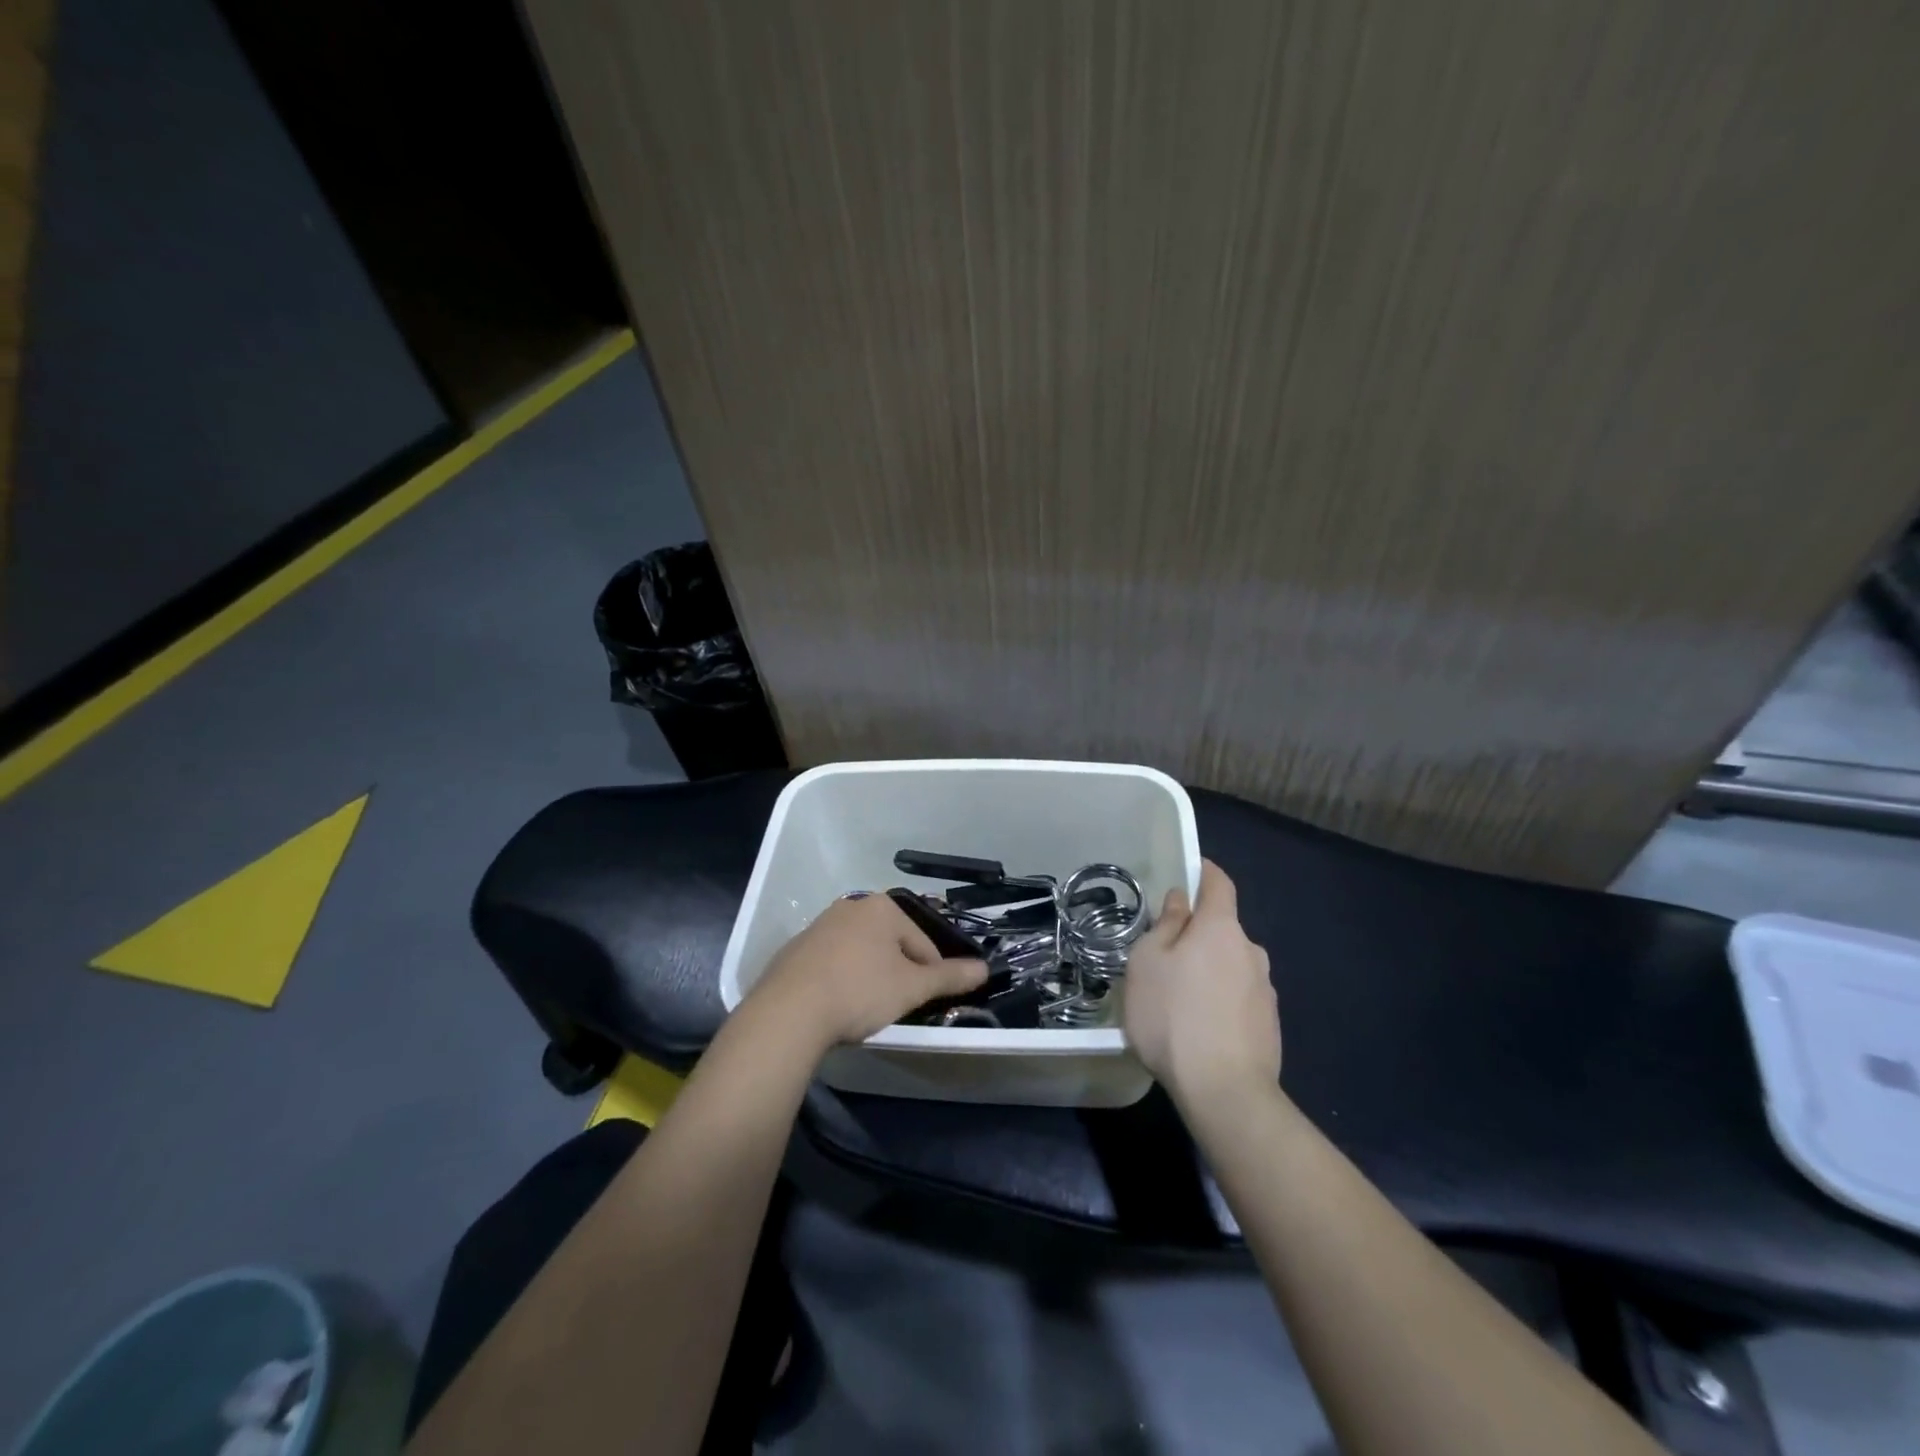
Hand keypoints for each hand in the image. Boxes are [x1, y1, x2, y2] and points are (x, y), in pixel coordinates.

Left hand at [745, 893, 987, 1055]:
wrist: (789, 1012)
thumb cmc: (860, 991)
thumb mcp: (912, 988)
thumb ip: (950, 977)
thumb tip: (985, 969)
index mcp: (882, 907)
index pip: (922, 942)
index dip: (930, 974)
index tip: (923, 1002)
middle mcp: (850, 906)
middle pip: (890, 943)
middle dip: (897, 972)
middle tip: (896, 1004)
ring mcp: (819, 926)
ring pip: (860, 952)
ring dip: (869, 975)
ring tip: (866, 1008)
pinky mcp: (795, 949)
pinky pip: (832, 962)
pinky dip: (841, 979)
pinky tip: (837, 1005)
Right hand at [1124, 860, 1278, 1103]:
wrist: (1225, 1091)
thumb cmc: (1173, 1016)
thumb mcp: (1148, 962)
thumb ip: (1166, 925)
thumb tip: (1181, 901)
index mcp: (1221, 928)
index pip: (1219, 883)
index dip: (1204, 872)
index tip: (1187, 873)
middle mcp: (1251, 951)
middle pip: (1222, 929)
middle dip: (1197, 934)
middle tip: (1164, 956)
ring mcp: (1265, 990)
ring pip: (1230, 965)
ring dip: (1208, 971)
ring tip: (1177, 1000)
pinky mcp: (1269, 1025)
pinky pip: (1238, 998)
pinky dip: (1219, 1001)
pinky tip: (1198, 1028)